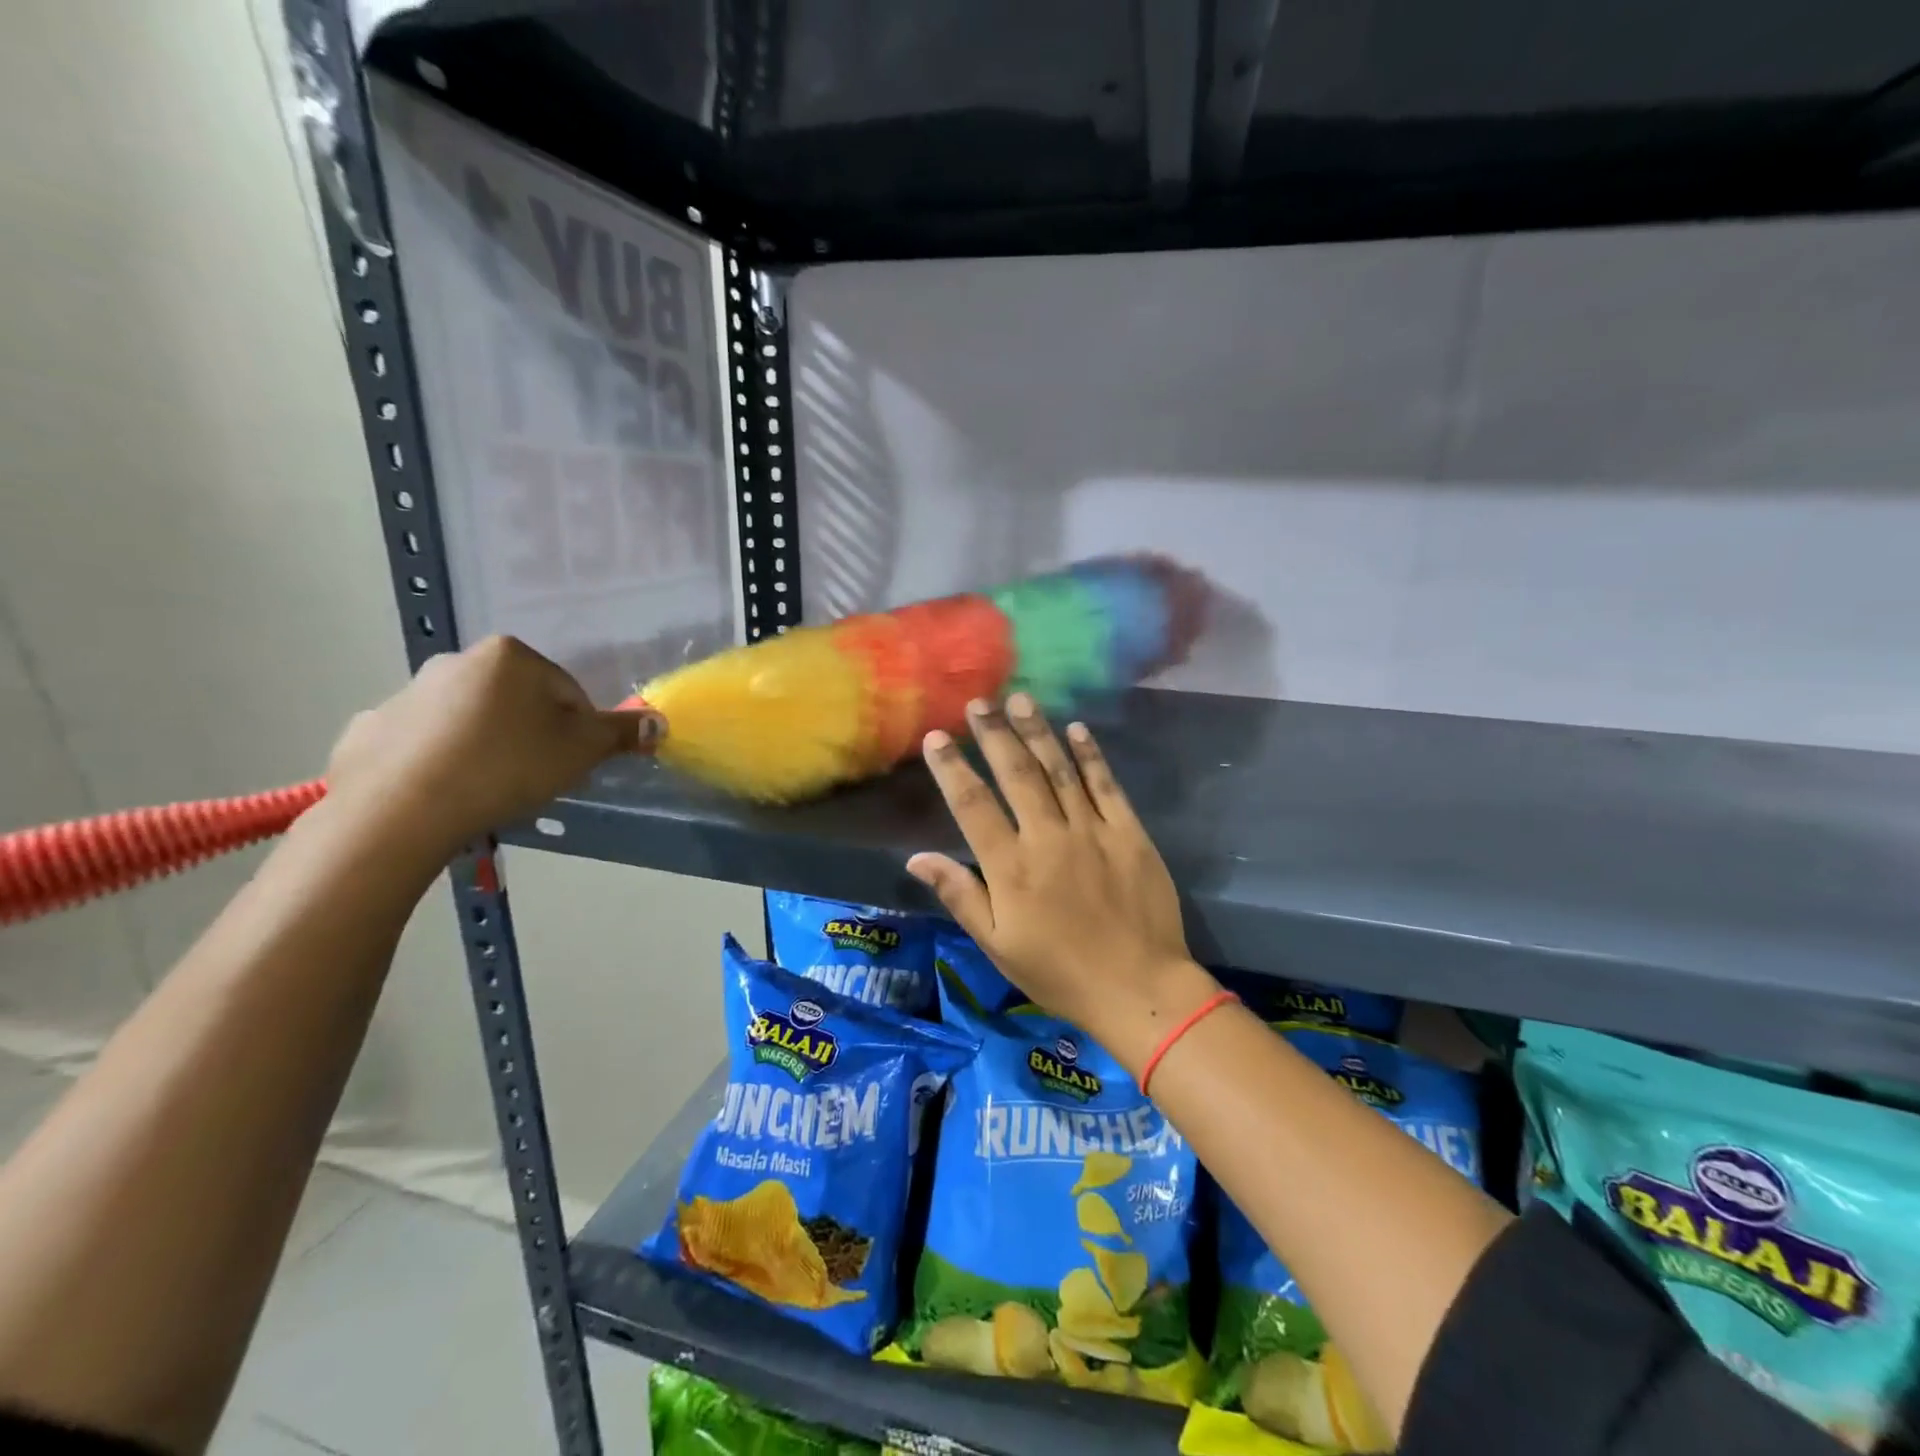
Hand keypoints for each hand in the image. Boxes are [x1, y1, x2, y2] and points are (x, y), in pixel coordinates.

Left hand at [325, 636, 659, 853]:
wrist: (400, 810)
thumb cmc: (506, 767)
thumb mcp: (580, 751)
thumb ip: (620, 733)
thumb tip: (658, 722)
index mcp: (509, 656)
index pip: (568, 691)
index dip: (578, 730)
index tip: (569, 764)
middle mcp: (456, 661)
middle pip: (517, 700)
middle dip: (532, 734)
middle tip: (534, 776)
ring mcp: (407, 693)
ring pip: (470, 720)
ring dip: (487, 745)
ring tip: (489, 789)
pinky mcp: (372, 728)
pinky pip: (423, 742)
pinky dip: (439, 761)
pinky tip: (446, 792)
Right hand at [907, 695, 1219, 1074]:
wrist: (1139, 989)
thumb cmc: (1060, 973)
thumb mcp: (998, 945)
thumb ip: (960, 896)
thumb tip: (917, 858)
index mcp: (1011, 868)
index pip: (972, 805)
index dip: (951, 768)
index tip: (936, 737)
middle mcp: (1048, 838)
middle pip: (1016, 774)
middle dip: (994, 734)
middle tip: (979, 701)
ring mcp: (1092, 831)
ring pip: (1059, 770)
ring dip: (1038, 731)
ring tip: (1020, 699)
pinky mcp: (1129, 833)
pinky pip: (1106, 785)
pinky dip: (1090, 755)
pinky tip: (1076, 729)